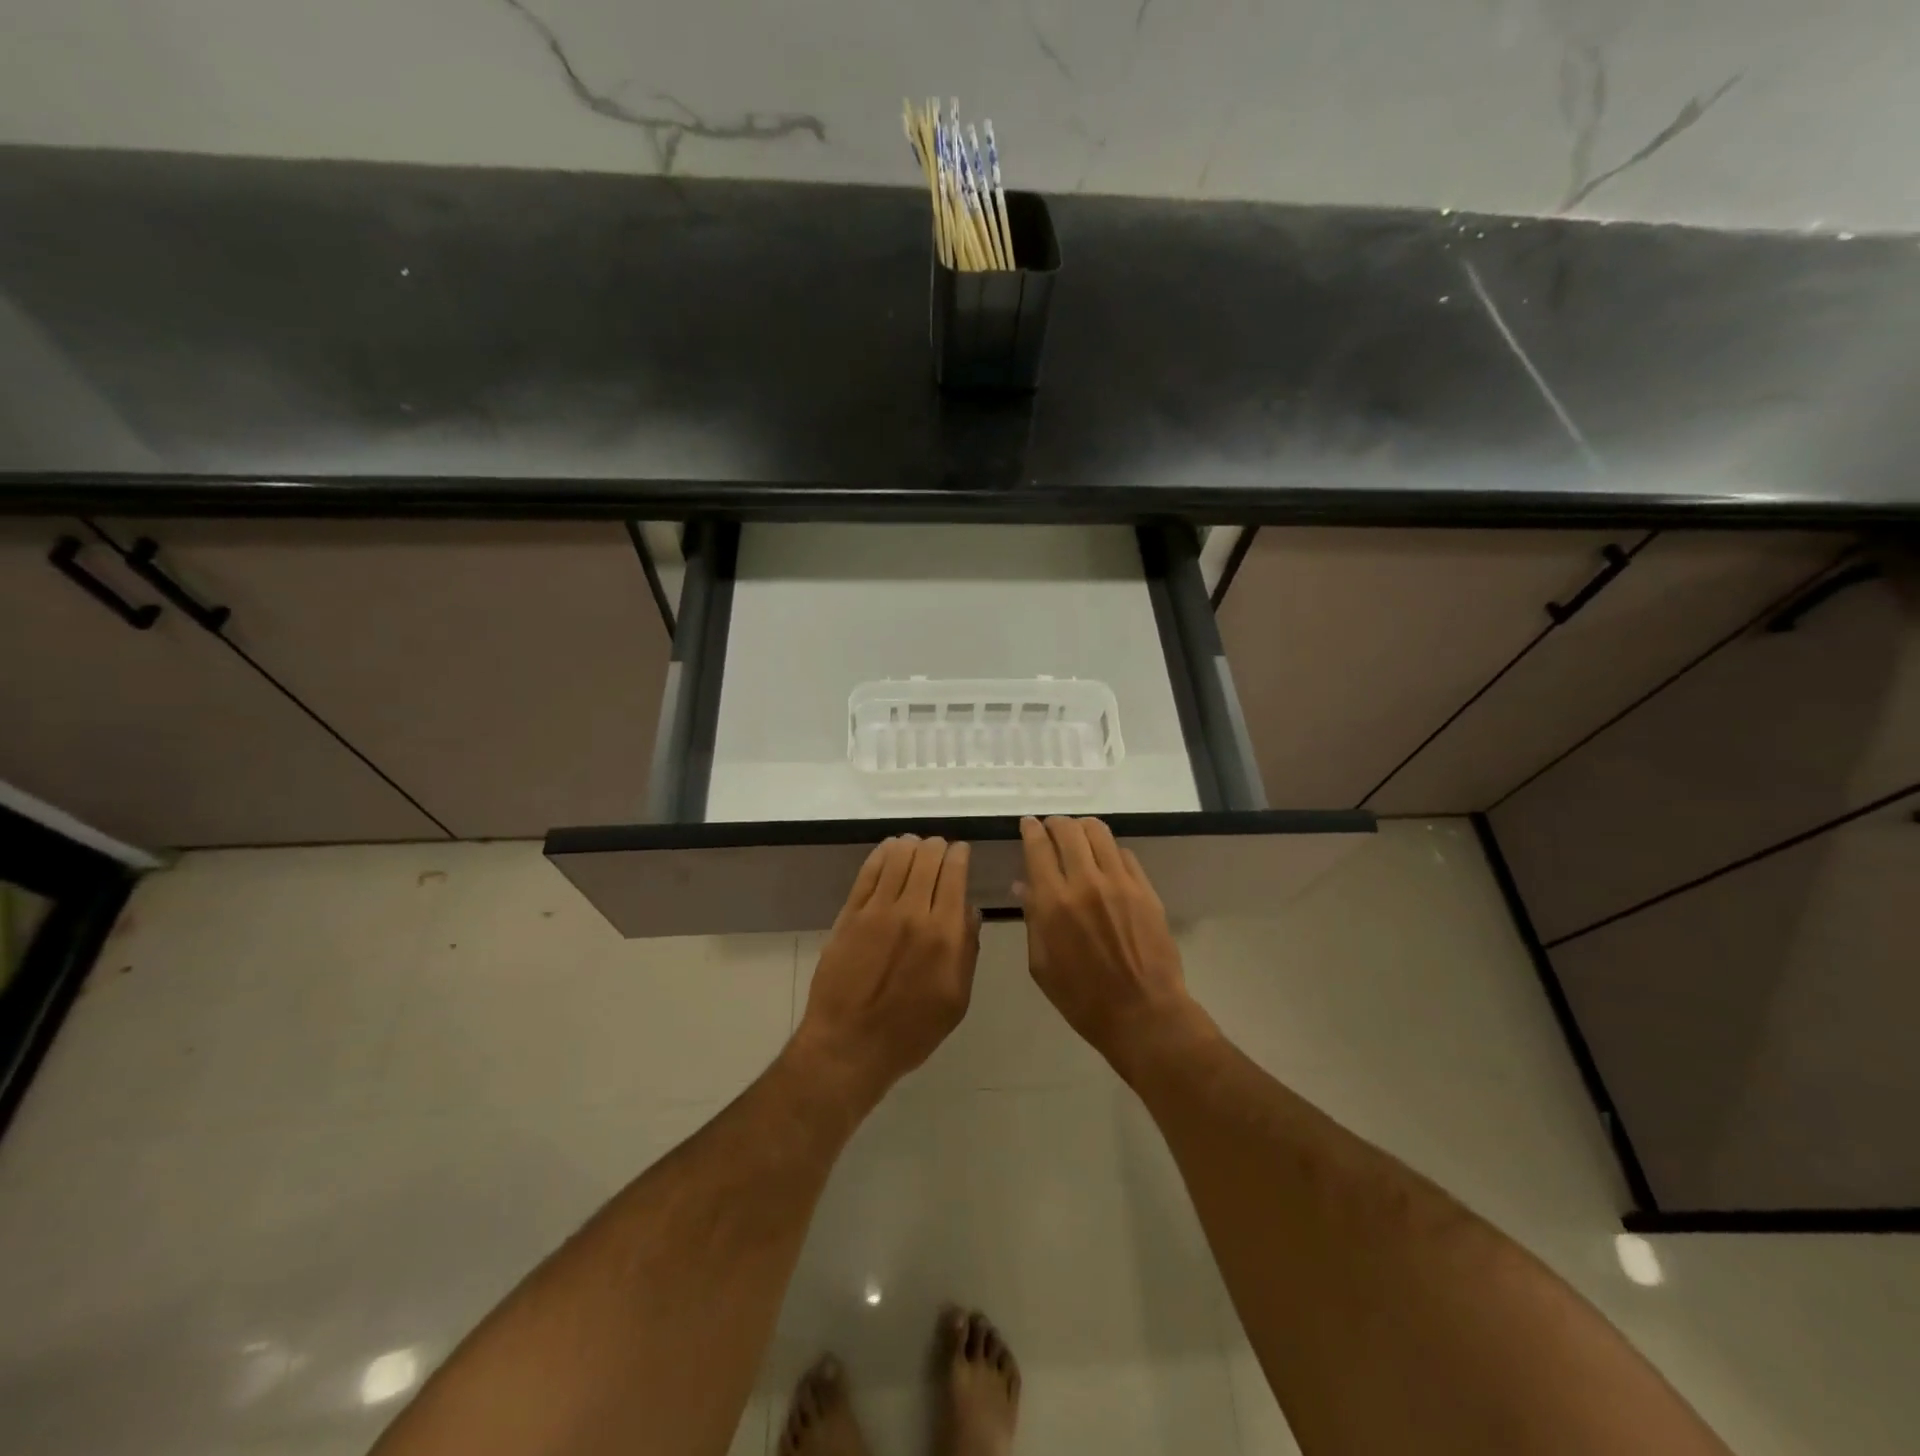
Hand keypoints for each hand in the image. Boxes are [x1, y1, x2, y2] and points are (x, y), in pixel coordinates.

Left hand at [793, 835, 980, 1103]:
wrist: (850, 1045)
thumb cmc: (911, 1030)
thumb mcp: (957, 1000)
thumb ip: (968, 951)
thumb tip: (971, 912)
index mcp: (944, 934)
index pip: (954, 874)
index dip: (959, 855)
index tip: (961, 852)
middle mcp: (913, 912)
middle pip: (927, 858)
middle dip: (937, 846)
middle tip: (939, 849)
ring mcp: (877, 910)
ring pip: (898, 857)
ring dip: (911, 845)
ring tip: (915, 847)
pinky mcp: (850, 914)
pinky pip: (868, 871)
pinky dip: (882, 853)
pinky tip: (889, 850)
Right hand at [1017, 816, 1208, 1069]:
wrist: (1142, 1013)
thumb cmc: (1081, 997)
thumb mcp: (1041, 964)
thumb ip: (1032, 918)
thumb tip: (1023, 884)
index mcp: (1053, 902)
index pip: (1038, 846)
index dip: (1031, 829)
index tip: (1028, 824)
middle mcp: (1085, 882)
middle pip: (1068, 830)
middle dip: (1055, 824)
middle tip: (1051, 830)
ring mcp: (1120, 882)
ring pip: (1099, 832)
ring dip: (1082, 829)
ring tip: (1078, 837)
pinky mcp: (1145, 889)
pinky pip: (1124, 853)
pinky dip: (1108, 850)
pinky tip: (1104, 862)